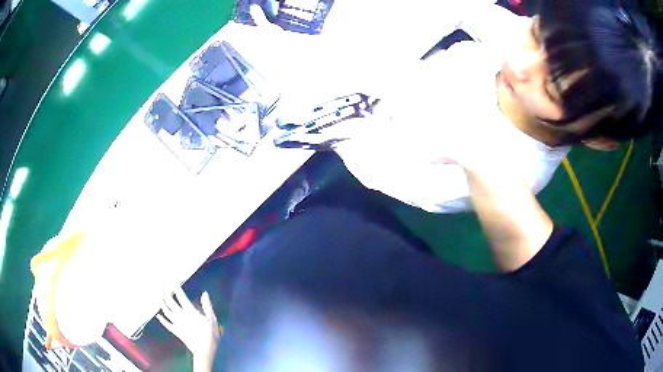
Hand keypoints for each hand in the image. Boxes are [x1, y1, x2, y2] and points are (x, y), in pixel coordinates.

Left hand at [157, 289, 219, 370]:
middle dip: (167, 295)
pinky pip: (167, 324)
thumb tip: (204, 294)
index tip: (173, 283)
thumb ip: (207, 307)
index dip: (177, 290)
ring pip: (168, 312)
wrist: (204, 351)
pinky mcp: (176, 331)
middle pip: (172, 304)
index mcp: (191, 312)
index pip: (182, 298)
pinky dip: (162, 320)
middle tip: (162, 287)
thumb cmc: (210, 336)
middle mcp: (182, 316)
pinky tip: (158, 315)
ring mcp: (178, 324)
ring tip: (159, 298)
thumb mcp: (212, 321)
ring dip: (163, 305)